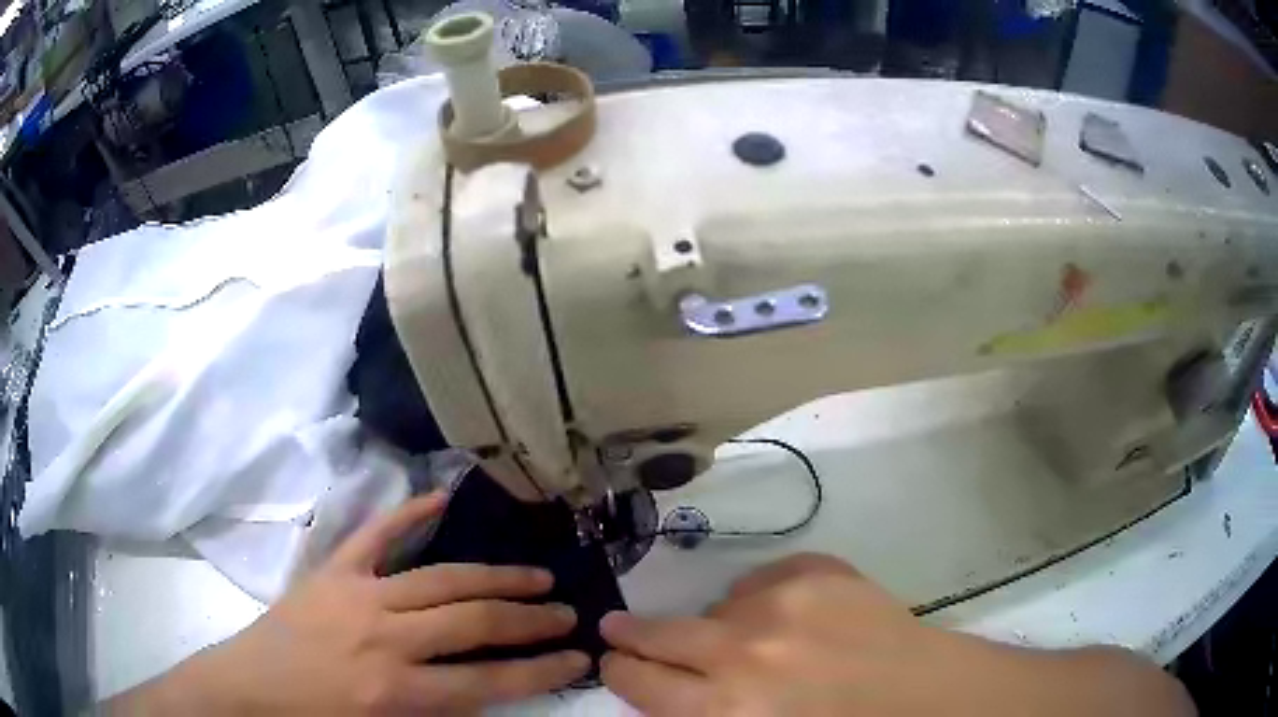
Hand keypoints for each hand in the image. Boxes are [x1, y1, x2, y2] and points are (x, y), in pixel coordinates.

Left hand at [110, 492, 588, 714]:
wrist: (250, 689)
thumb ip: (439, 712)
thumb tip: (489, 690)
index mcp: (396, 693)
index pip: (489, 681)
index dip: (541, 671)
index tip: (578, 658)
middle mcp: (384, 640)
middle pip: (474, 624)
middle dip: (529, 620)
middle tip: (568, 612)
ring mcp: (356, 596)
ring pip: (442, 579)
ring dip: (496, 578)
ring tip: (536, 576)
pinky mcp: (332, 571)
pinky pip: (377, 535)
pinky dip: (411, 514)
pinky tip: (443, 499)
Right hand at [600, 553, 1193, 716]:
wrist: (933, 698)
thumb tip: (667, 695)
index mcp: (727, 710)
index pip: (640, 683)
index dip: (619, 671)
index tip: (609, 661)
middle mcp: (745, 652)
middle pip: (657, 634)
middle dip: (629, 635)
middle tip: (615, 628)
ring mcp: (785, 603)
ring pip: (712, 606)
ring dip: (713, 624)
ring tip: (736, 639)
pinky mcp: (821, 572)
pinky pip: (761, 580)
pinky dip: (759, 599)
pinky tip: (781, 617)